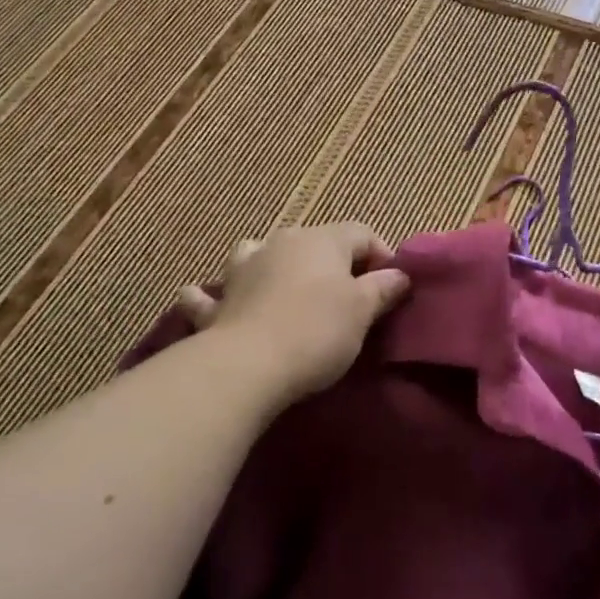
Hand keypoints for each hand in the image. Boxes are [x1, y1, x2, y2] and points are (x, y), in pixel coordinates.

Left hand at [176, 222, 410, 406]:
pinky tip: (200, 296)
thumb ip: (382, 289)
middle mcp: (282, 242)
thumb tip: (399, 274)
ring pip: (261, 253)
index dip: (382, 256)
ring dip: (273, 265)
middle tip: (351, 298)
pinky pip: (213, 293)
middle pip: (316, 242)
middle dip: (335, 264)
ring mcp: (245, 268)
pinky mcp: (219, 302)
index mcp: (322, 239)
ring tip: (285, 286)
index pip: (362, 233)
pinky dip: (210, 295)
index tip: (391, 289)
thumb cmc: (316, 331)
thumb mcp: (362, 311)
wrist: (247, 365)